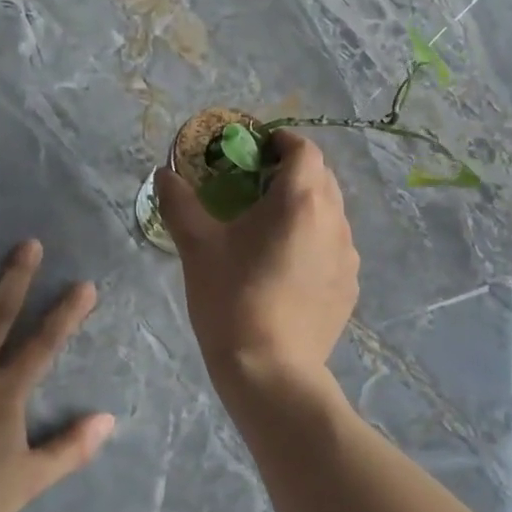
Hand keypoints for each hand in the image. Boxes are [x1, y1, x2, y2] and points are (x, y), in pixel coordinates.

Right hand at [156, 130, 359, 389]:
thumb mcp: (197, 247)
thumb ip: (180, 202)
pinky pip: (334, 246)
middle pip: (321, 178)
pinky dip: (313, 240)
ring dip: (304, 207)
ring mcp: (347, 256)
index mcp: (301, 200)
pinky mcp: (349, 286)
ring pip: (330, 213)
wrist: (270, 371)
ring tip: (269, 227)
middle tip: (254, 186)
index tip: (254, 149)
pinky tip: (286, 266)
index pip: (304, 149)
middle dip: (291, 172)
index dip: (280, 141)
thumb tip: (163, 173)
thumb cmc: (232, 298)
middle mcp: (335, 220)